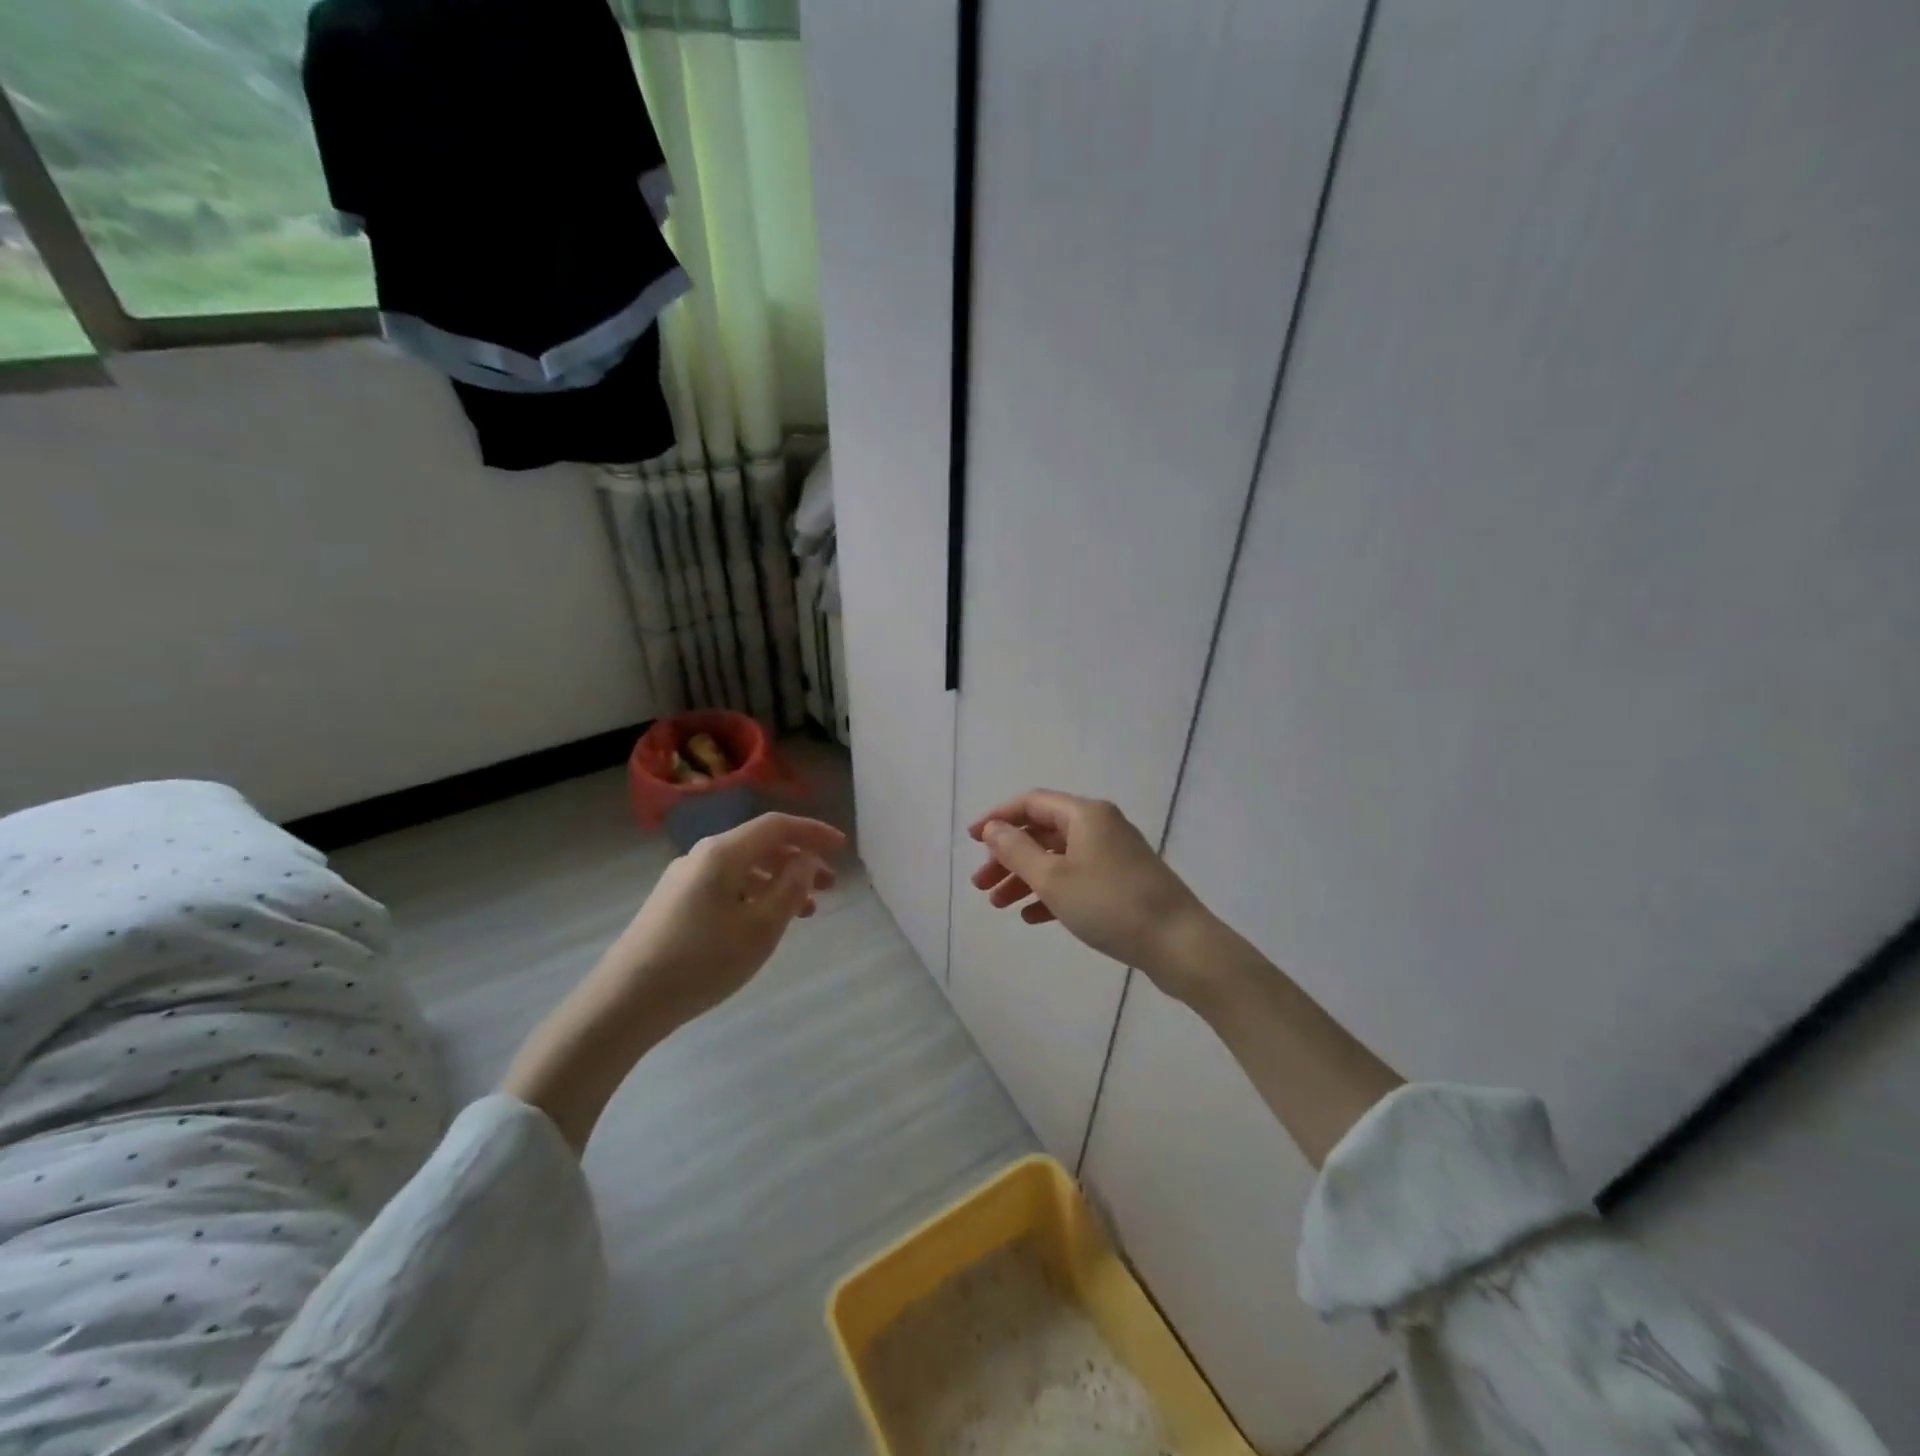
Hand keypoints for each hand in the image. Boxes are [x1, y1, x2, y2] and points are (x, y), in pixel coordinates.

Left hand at [596, 812, 844, 1024]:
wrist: (624, 1001)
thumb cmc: (702, 961)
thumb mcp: (760, 927)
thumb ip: (791, 888)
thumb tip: (807, 860)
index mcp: (723, 852)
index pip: (777, 826)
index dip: (813, 832)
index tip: (843, 847)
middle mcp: (702, 856)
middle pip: (760, 845)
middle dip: (799, 860)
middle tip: (830, 885)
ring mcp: (684, 880)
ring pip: (744, 868)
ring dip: (779, 881)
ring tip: (805, 910)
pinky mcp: (673, 904)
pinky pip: (726, 886)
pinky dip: (755, 895)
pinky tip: (764, 922)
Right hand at [968, 790, 1214, 1000]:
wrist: (1180, 944)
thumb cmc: (1110, 905)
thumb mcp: (1054, 878)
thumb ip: (1017, 851)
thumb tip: (993, 828)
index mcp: (1085, 814)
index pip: (1031, 803)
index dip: (998, 818)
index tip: (971, 840)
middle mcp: (1100, 826)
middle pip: (1043, 832)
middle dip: (1008, 856)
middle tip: (980, 885)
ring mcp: (1114, 855)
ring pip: (1058, 859)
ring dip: (1026, 878)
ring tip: (998, 905)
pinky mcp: (1122, 883)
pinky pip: (1077, 879)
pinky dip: (1052, 893)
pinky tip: (1032, 917)